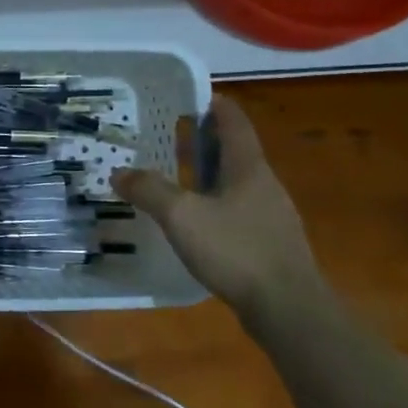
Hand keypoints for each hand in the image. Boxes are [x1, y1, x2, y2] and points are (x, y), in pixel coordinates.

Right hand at [114, 94, 324, 325]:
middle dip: (204, 139)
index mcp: (248, 167)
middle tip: (171, 134)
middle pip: (235, 150)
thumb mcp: (182, 216)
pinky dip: (215, 203)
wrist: (289, 310)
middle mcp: (264, 185)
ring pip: (236, 182)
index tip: (189, 96)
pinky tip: (196, 220)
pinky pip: (238, 210)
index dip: (213, 104)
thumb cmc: (236, 250)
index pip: (233, 121)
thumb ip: (149, 190)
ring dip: (209, 173)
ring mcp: (271, 216)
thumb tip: (119, 172)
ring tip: (177, 174)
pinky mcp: (270, 244)